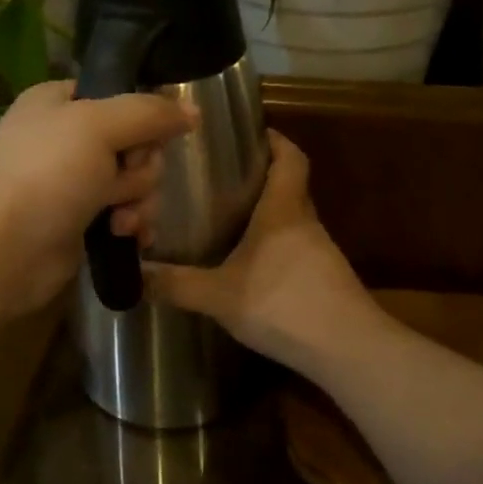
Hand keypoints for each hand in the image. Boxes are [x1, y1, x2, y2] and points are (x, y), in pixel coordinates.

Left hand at [0, 80, 193, 316]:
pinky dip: (133, 224)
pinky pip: (127, 213)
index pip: (119, 95)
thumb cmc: (46, 176)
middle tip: (120, 182)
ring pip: (136, 181)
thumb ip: (149, 113)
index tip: (145, 137)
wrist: (4, 252)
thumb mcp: (98, 126)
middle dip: (139, 168)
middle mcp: (66, 138)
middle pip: (136, 141)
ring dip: (138, 200)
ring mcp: (73, 182)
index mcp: (59, 102)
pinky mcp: (82, 221)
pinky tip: (127, 236)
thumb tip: (193, 113)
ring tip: (119, 219)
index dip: (140, 117)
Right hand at [144, 132, 380, 368]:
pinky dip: (275, 248)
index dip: (275, 140)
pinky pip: (297, 250)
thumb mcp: (219, 296)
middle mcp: (306, 223)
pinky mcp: (326, 280)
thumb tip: (134, 274)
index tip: (250, 134)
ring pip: (292, 221)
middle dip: (261, 178)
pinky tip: (252, 268)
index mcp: (284, 211)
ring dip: (267, 216)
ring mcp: (321, 253)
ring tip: (229, 221)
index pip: (290, 158)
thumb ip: (176, 284)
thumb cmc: (284, 305)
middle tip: (221, 179)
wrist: (347, 350)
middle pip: (290, 187)